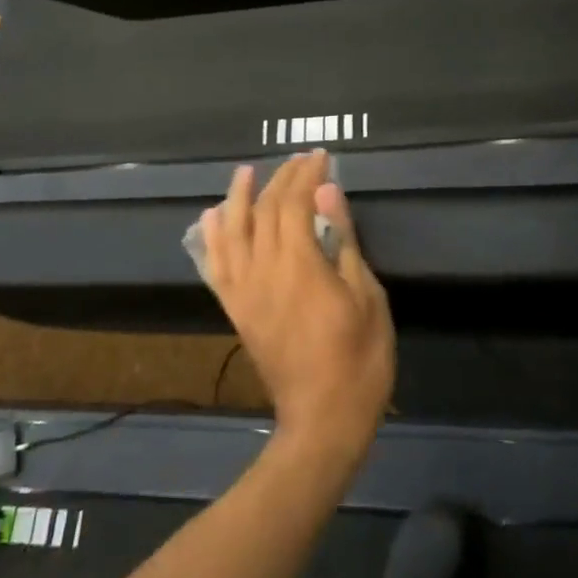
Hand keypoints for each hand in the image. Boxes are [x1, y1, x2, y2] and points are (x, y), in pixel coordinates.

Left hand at [199, 151, 394, 469]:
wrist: (322, 420)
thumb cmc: (358, 359)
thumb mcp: (366, 296)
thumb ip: (342, 240)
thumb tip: (327, 192)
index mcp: (299, 264)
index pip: (296, 202)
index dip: (307, 175)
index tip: (321, 157)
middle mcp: (263, 270)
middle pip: (266, 210)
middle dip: (282, 179)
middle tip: (300, 161)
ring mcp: (244, 291)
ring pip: (233, 231)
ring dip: (239, 198)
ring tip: (246, 173)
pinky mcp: (236, 310)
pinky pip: (216, 267)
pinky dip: (212, 239)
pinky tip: (211, 218)